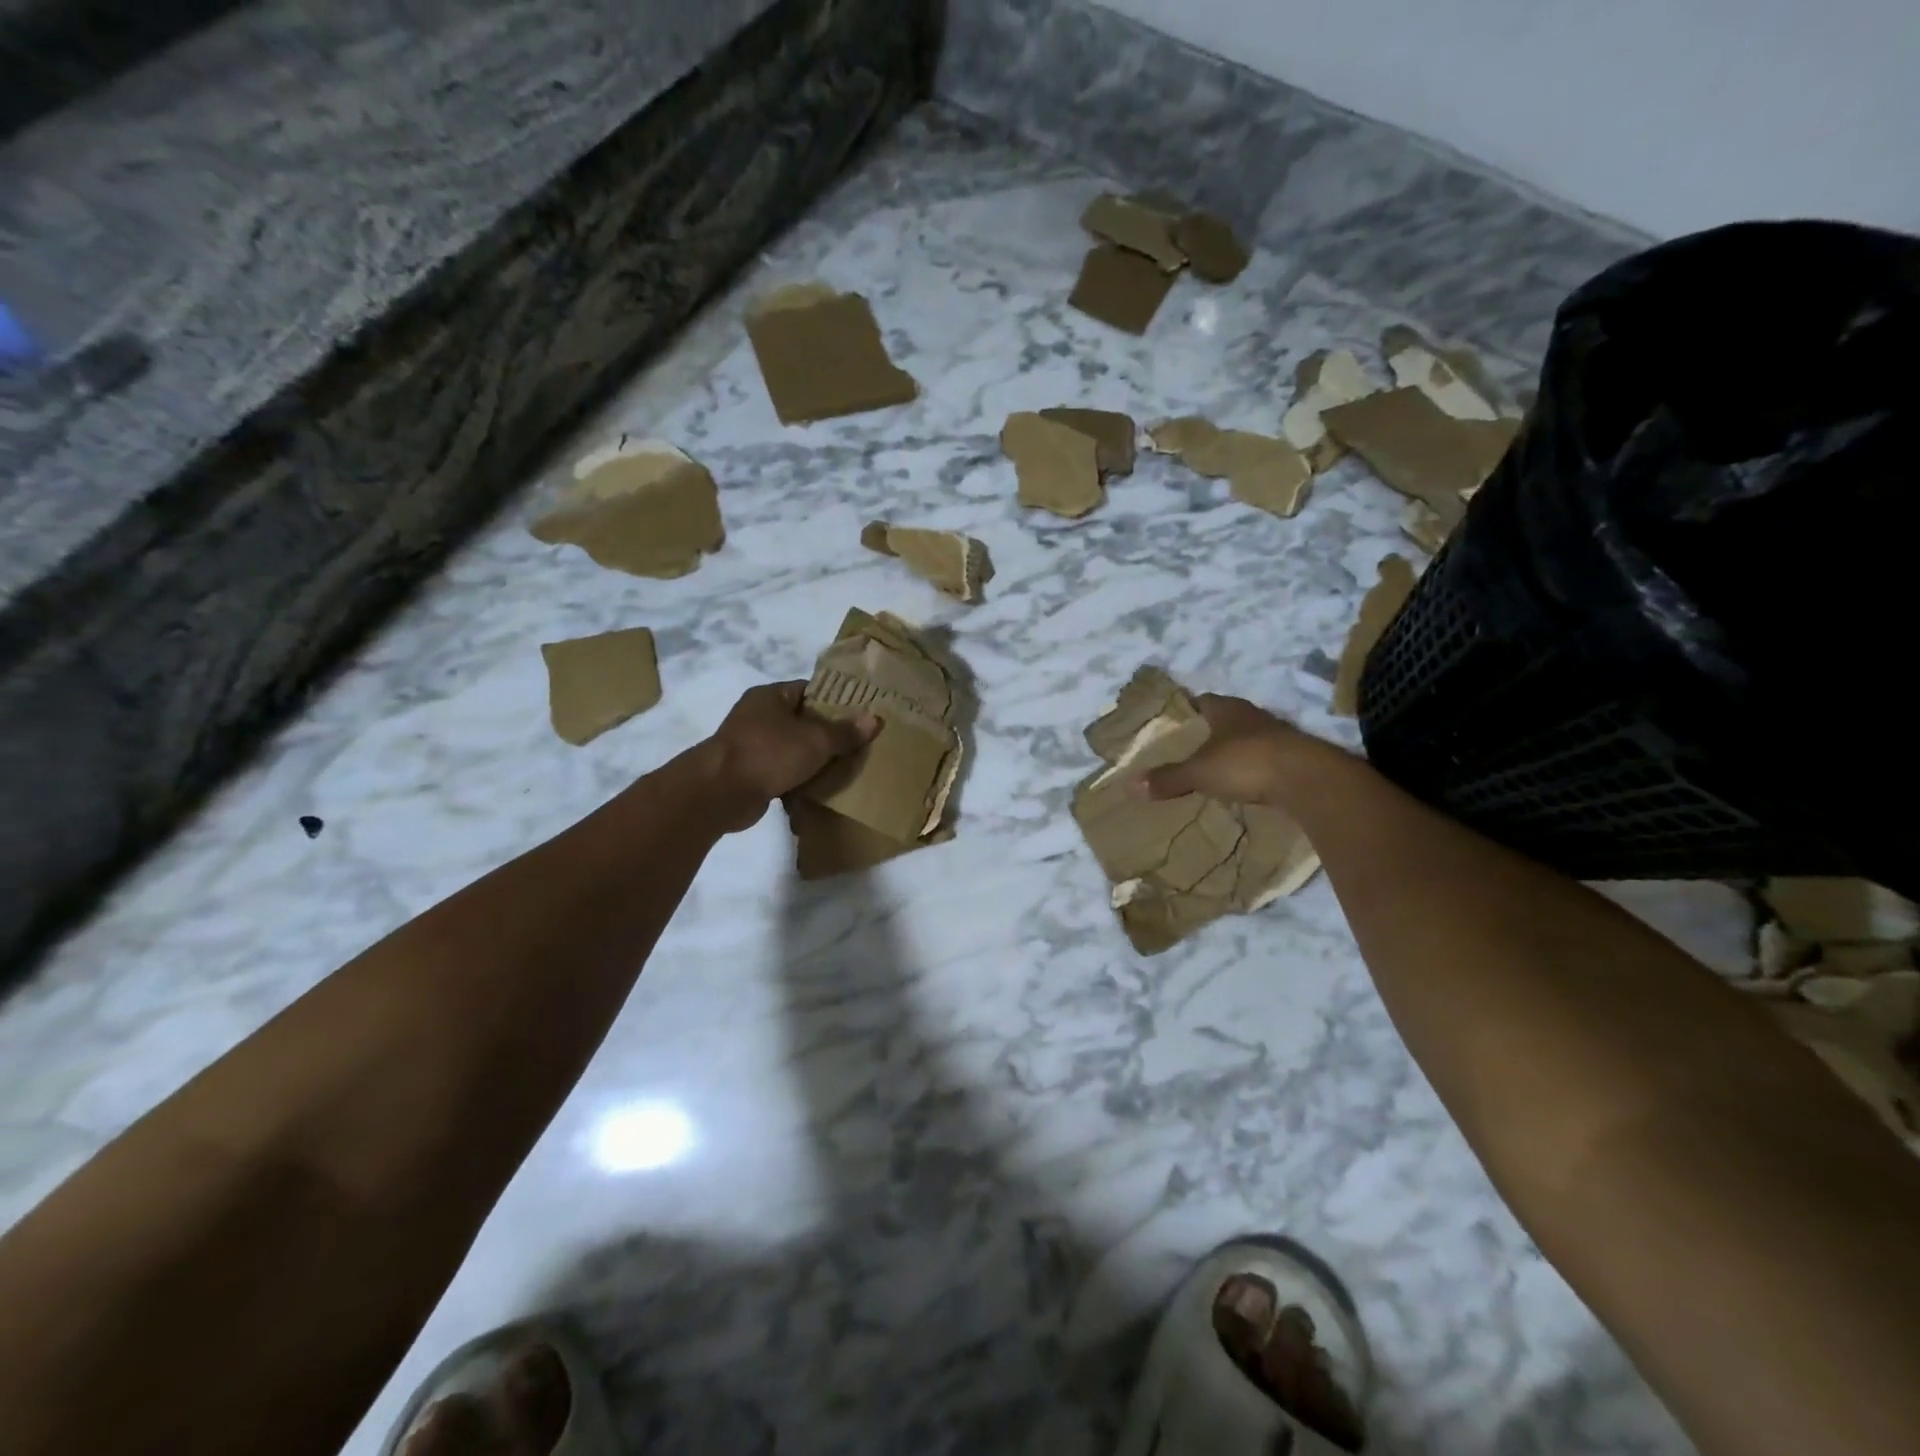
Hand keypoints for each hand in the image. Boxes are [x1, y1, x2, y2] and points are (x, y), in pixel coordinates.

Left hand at [701, 682, 877, 830]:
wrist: (720, 793)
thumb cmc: (768, 754)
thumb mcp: (815, 741)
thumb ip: (845, 732)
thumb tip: (875, 719)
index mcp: (770, 696)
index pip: (809, 690)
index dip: (835, 702)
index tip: (859, 717)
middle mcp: (757, 716)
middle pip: (802, 722)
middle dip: (827, 736)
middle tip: (857, 747)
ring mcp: (750, 745)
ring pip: (792, 749)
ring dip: (812, 762)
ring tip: (844, 770)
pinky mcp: (748, 774)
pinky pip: (781, 773)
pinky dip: (797, 781)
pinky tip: (819, 792)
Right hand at [1138, 695, 1317, 805]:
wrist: (1306, 779)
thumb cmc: (1245, 762)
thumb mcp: (1199, 772)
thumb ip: (1169, 778)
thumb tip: (1131, 785)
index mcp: (1227, 709)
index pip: (1204, 700)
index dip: (1189, 710)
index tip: (1176, 723)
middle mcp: (1252, 715)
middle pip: (1227, 718)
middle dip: (1211, 730)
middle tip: (1190, 747)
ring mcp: (1277, 735)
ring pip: (1248, 737)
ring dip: (1234, 749)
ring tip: (1215, 766)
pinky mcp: (1295, 757)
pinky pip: (1266, 758)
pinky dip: (1254, 768)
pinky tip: (1244, 782)